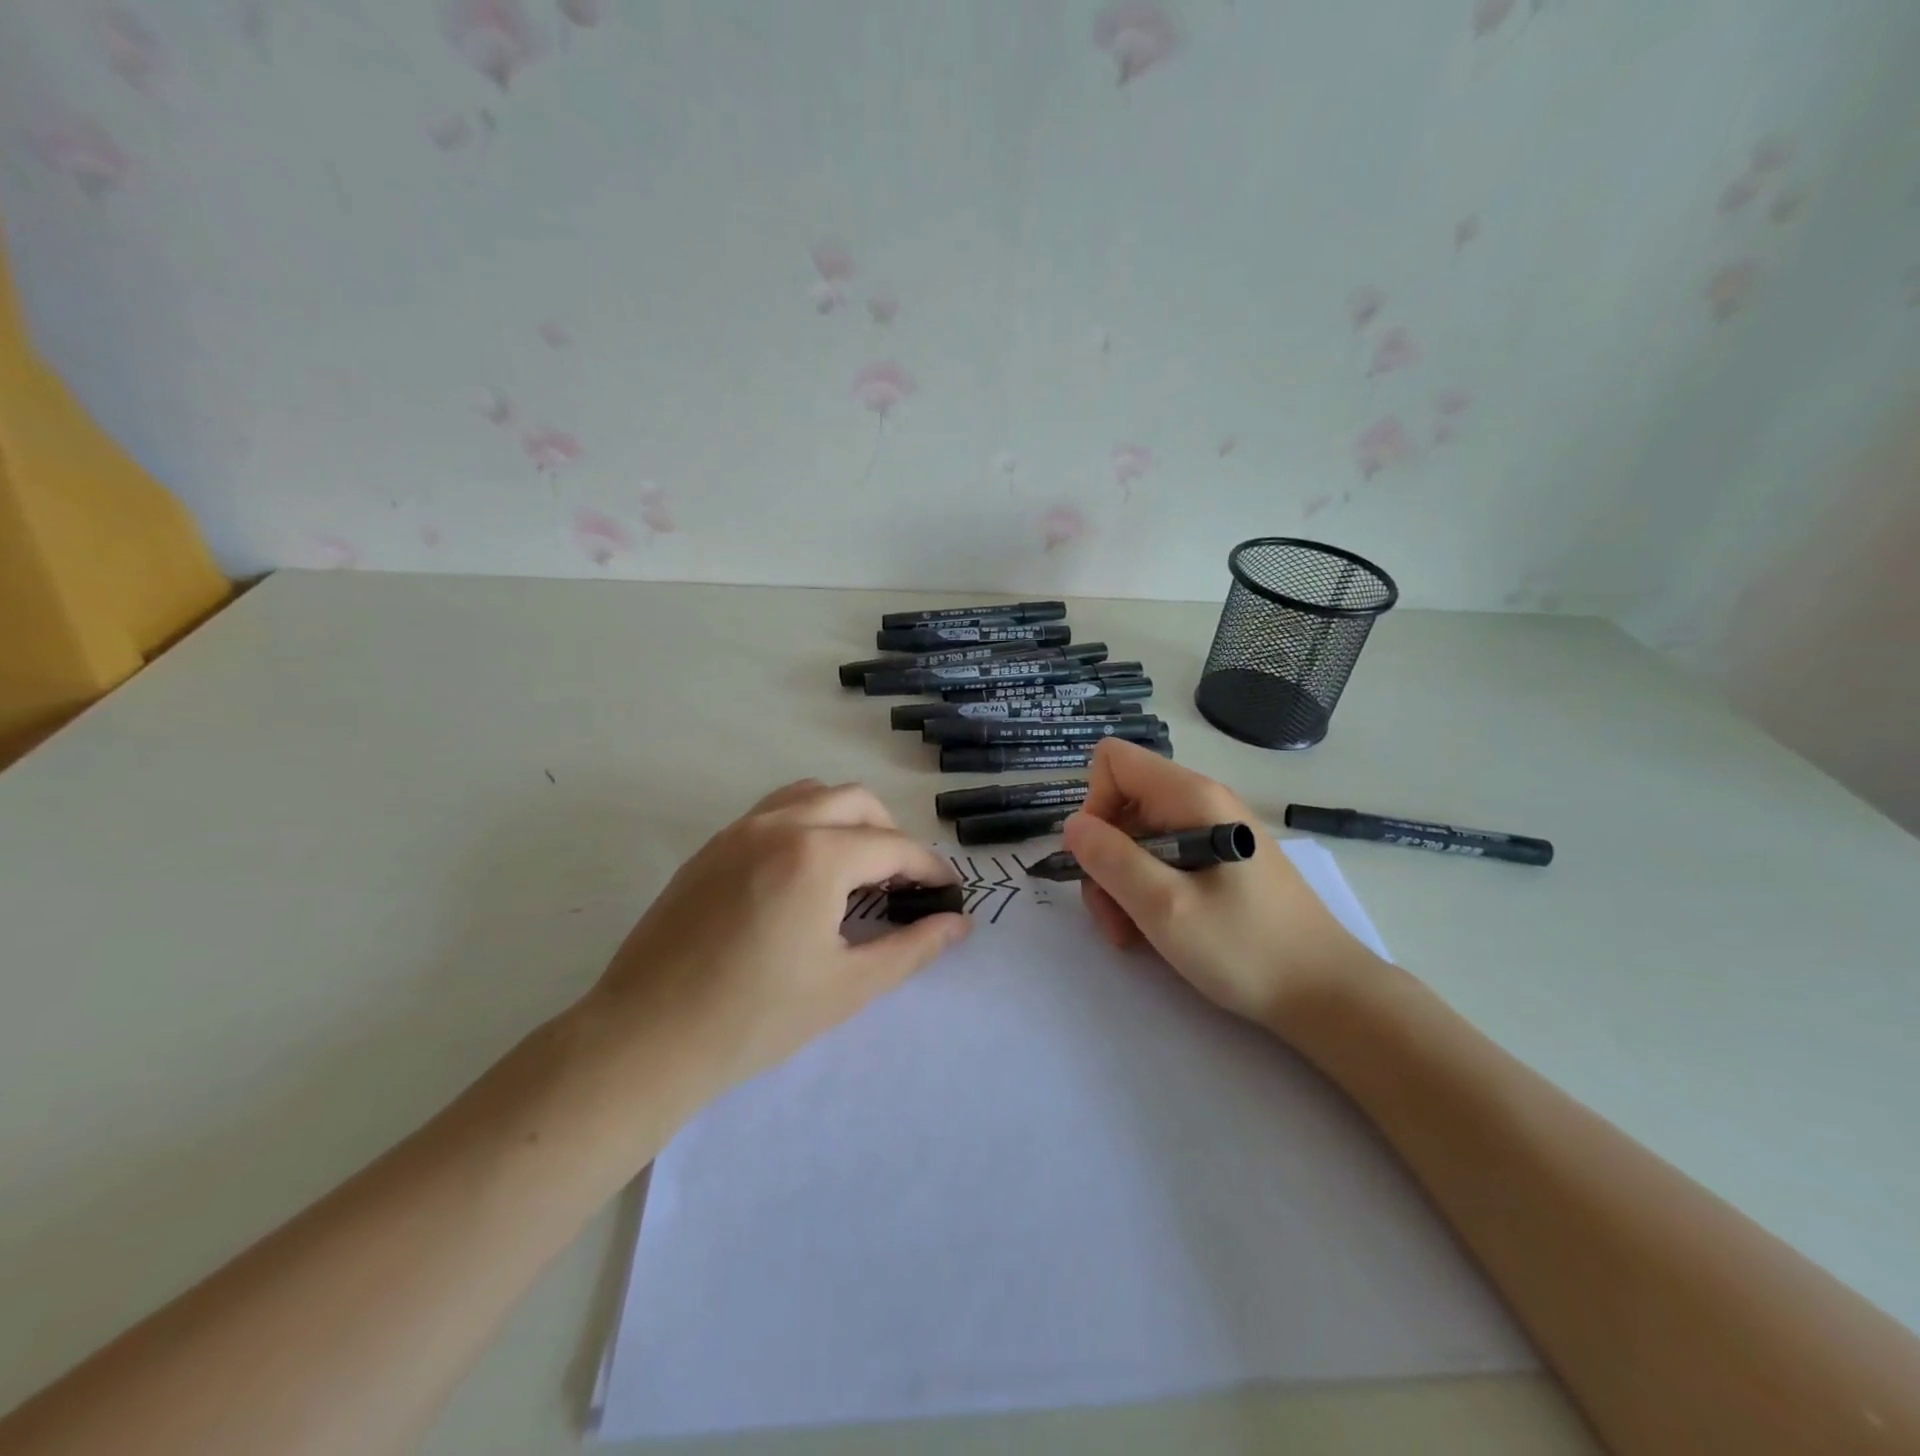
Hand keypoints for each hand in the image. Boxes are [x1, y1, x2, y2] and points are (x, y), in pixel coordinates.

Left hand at [582, 780, 968, 1103]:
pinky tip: (804, 875)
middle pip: (857, 802)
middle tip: (902, 884)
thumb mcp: (848, 986)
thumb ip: (912, 947)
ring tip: (855, 870)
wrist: (646, 1038)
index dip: (929, 869)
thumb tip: (958, 923)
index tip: (948, 894)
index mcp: (818, 855)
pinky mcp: (711, 846)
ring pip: (812, 795)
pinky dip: (806, 823)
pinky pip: (773, 811)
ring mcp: (739, 830)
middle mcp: (780, 824)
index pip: (893, 846)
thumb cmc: (756, 1018)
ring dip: (847, 820)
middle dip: (891, 835)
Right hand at [1061, 740, 1380, 1027]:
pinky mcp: (1218, 862)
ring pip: (1136, 838)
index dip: (1094, 804)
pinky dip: (1144, 892)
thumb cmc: (1246, 949)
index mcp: (1191, 797)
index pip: (1114, 761)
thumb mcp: (1165, 907)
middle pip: (1121, 804)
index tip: (1099, 858)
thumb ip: (1111, 859)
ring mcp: (1210, 832)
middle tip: (1112, 915)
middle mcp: (1200, 803)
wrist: (1326, 994)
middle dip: (1104, 858)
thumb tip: (1072, 825)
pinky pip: (1162, 860)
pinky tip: (1153, 932)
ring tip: (1132, 933)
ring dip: (1119, 883)